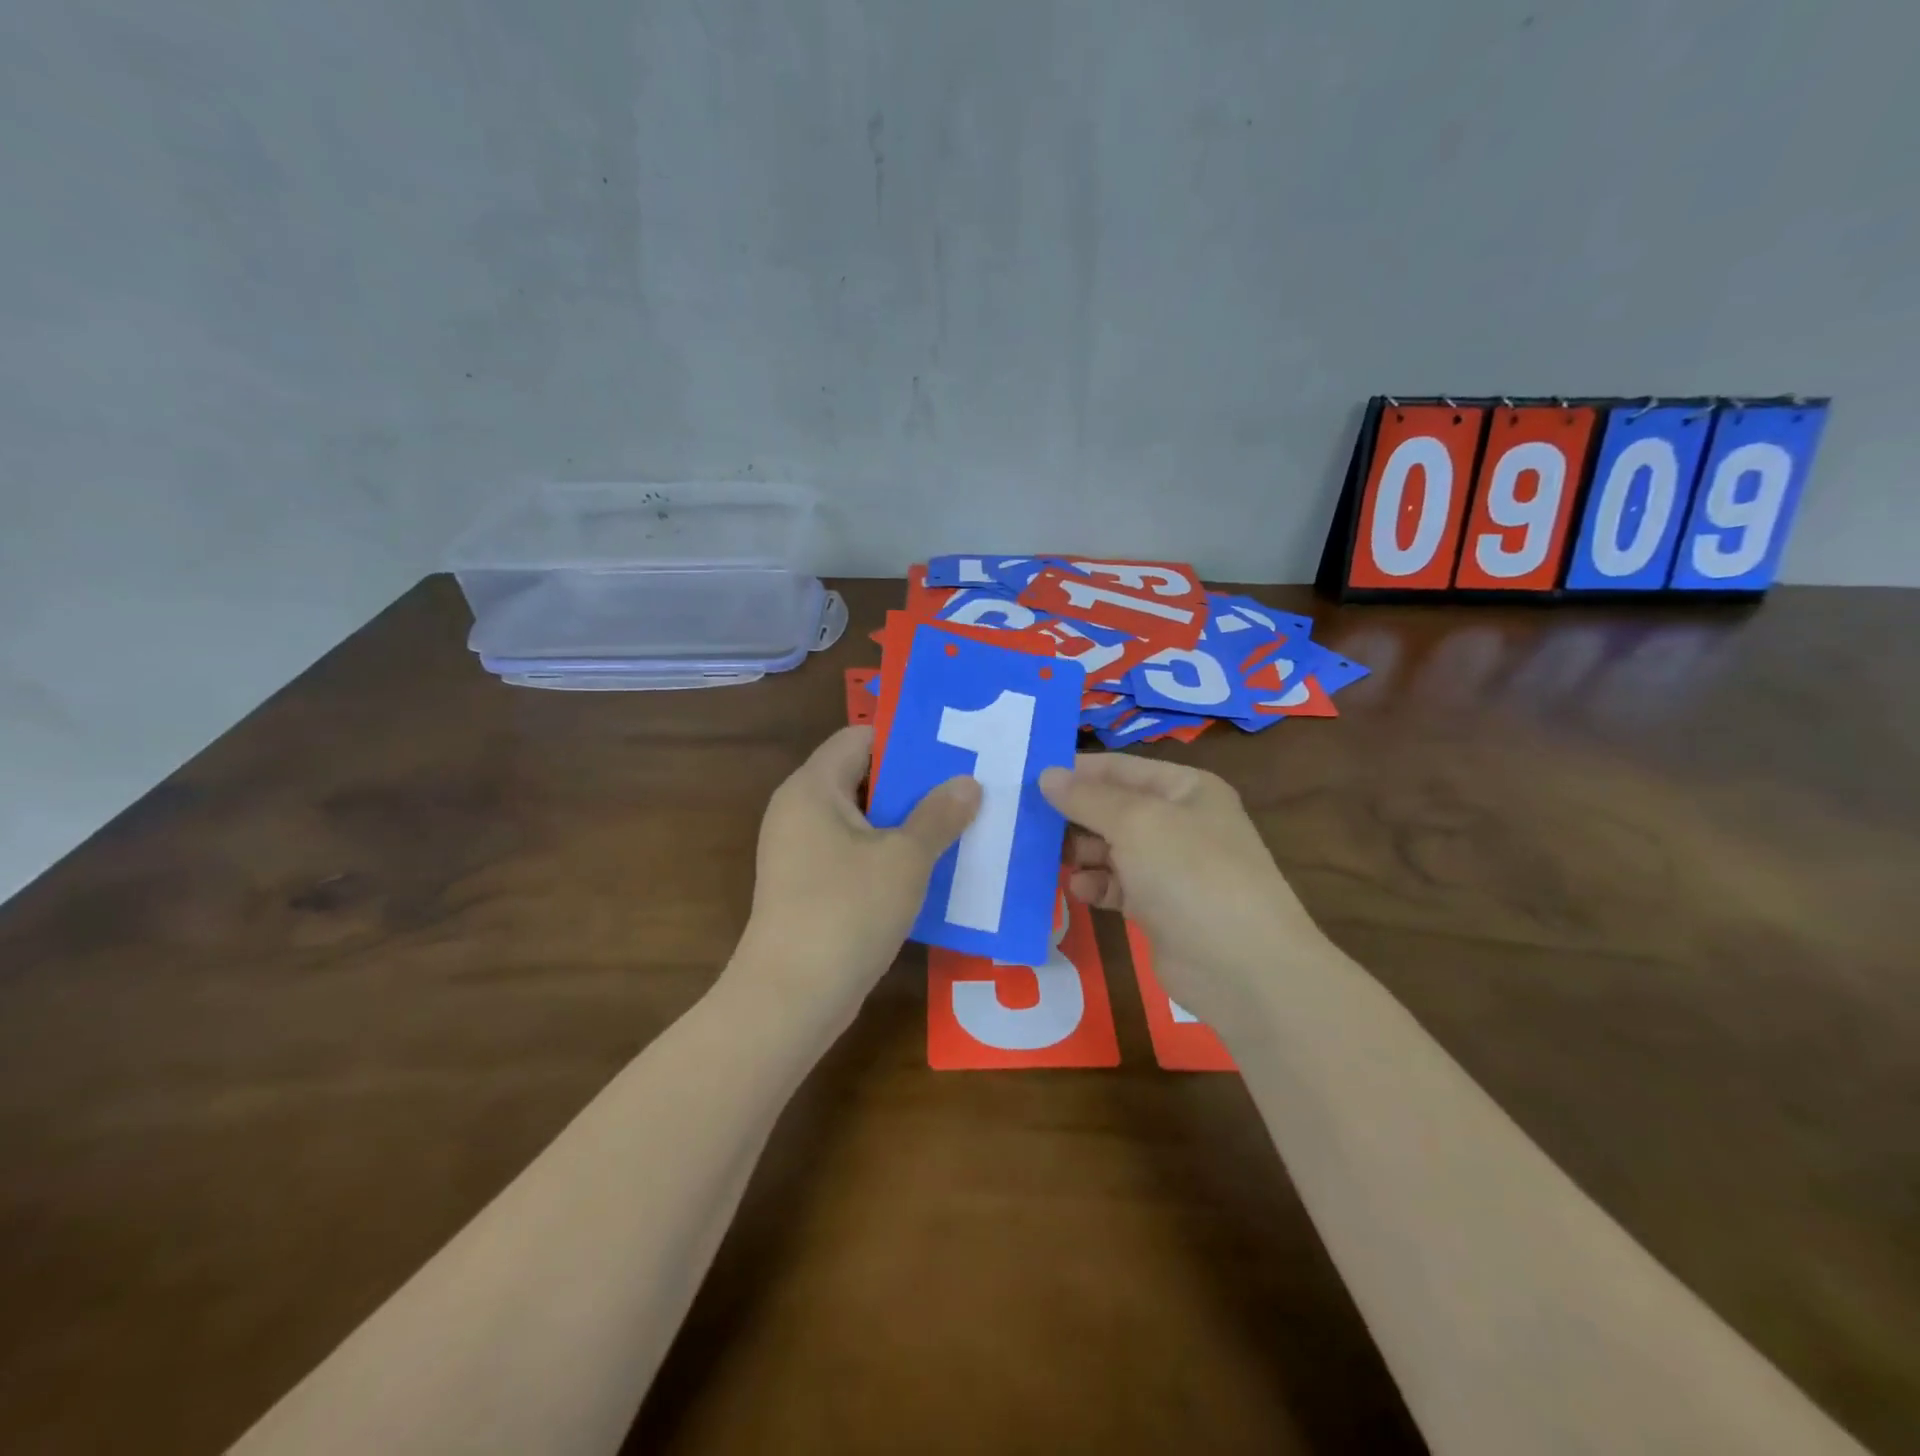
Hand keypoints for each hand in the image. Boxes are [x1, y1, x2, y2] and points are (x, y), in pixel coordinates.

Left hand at [733, 726, 979, 1028]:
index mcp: (812, 788)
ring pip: (862, 820)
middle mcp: (799, 811)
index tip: (953, 747)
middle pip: (862, 777)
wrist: (791, 999)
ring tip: (961, 822)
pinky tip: (932, 866)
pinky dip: (889, 854)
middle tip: (967, 784)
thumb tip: (968, 783)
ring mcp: (800, 852)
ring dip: (907, 821)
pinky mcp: (808, 887)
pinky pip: (854, 853)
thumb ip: (939, 815)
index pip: (859, 737)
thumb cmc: (846, 912)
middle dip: (914, 782)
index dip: (905, 738)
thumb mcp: (904, 858)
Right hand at [1039, 754, 1325, 1023]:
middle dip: (1074, 815)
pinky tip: (1078, 890)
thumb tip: (1047, 775)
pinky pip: (1118, 886)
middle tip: (1027, 822)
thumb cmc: (1190, 874)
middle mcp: (1180, 822)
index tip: (1028, 778)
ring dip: (1081, 852)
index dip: (1076, 771)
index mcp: (1185, 789)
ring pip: (1112, 848)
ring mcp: (1172, 868)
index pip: (1120, 768)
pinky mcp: (1160, 908)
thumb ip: (1087, 798)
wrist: (1243, 968)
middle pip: (1113, 809)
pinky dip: (1096, 885)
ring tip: (1050, 858)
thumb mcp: (1136, 823)